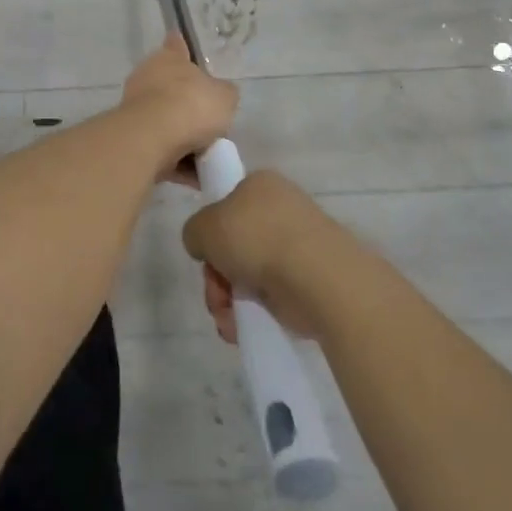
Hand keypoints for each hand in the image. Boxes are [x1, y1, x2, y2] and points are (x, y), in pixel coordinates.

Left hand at [119, 36, 238, 184]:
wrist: (153, 138)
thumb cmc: (192, 105)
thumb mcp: (225, 97)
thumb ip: (224, 94)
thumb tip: (221, 95)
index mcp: (169, 58)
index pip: (176, 45)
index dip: (181, 47)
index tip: (183, 47)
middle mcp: (148, 77)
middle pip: (171, 88)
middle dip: (188, 105)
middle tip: (212, 124)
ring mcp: (136, 107)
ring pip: (166, 121)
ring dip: (183, 139)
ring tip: (208, 157)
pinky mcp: (131, 137)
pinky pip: (161, 149)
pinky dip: (177, 162)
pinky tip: (196, 177)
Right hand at [183, 169, 345, 342]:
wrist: (316, 276)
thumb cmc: (255, 239)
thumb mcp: (202, 227)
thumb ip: (195, 232)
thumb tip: (206, 246)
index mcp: (260, 184)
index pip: (227, 205)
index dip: (211, 234)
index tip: (206, 256)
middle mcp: (282, 208)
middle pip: (236, 244)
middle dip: (218, 275)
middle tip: (216, 294)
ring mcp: (301, 244)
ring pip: (251, 271)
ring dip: (231, 298)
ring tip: (229, 318)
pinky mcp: (313, 277)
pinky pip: (274, 292)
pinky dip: (256, 310)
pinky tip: (244, 326)